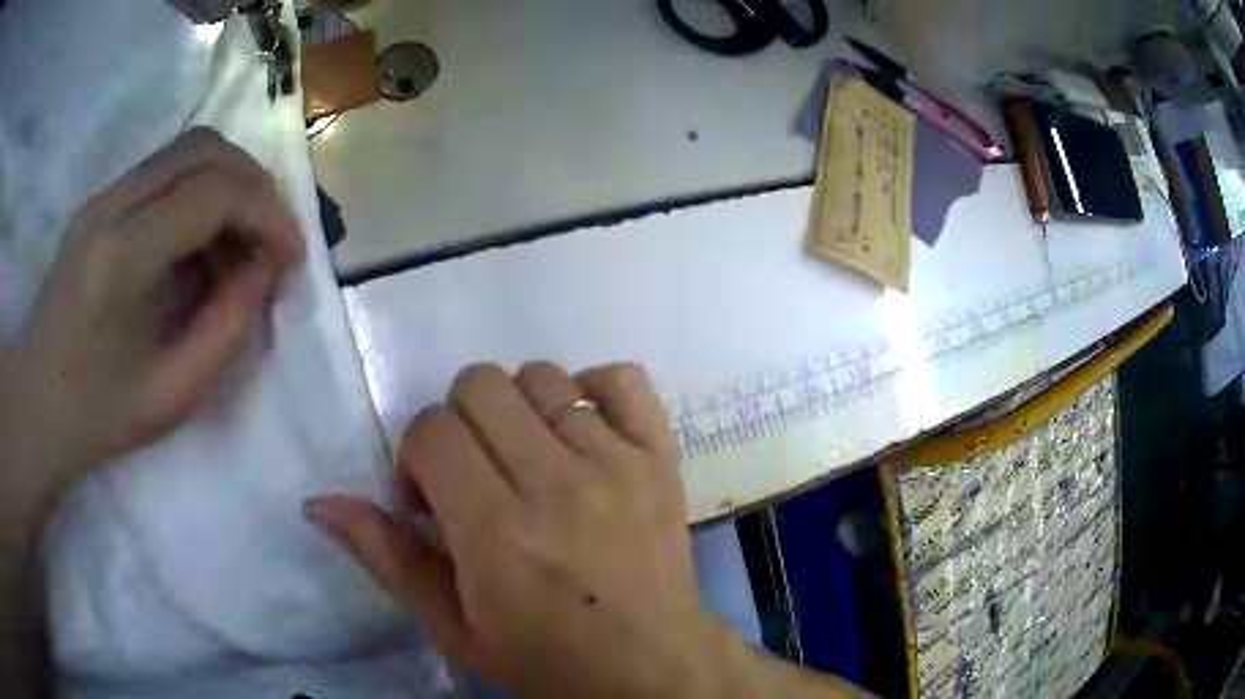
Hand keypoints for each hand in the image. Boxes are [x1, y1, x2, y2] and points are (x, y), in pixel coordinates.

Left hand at [8, 127, 305, 491]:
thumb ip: (225, 330)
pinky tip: (199, 243)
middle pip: (203, 148)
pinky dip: (198, 192)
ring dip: (227, 183)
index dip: (266, 214)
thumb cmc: (100, 413)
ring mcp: (104, 197)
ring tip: (236, 242)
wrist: (40, 401)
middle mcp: (112, 206)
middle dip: (252, 184)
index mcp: (122, 257)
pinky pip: (164, 171)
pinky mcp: (102, 201)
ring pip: (186, 149)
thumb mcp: (172, 396)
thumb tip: (262, 271)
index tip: (292, 255)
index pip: (211, 193)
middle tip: (269, 238)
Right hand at [304, 363, 732, 696]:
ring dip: (517, 410)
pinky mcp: (660, 456)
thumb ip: (386, 557)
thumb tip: (318, 501)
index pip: (431, 429)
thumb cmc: (546, 659)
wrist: (651, 665)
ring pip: (541, 377)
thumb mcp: (453, 627)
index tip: (433, 499)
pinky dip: (592, 389)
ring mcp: (617, 461)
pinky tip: (580, 430)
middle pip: (480, 385)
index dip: (417, 456)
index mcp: (497, 531)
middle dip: (459, 425)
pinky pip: (622, 377)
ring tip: (527, 460)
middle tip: (475, 475)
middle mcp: (556, 482)